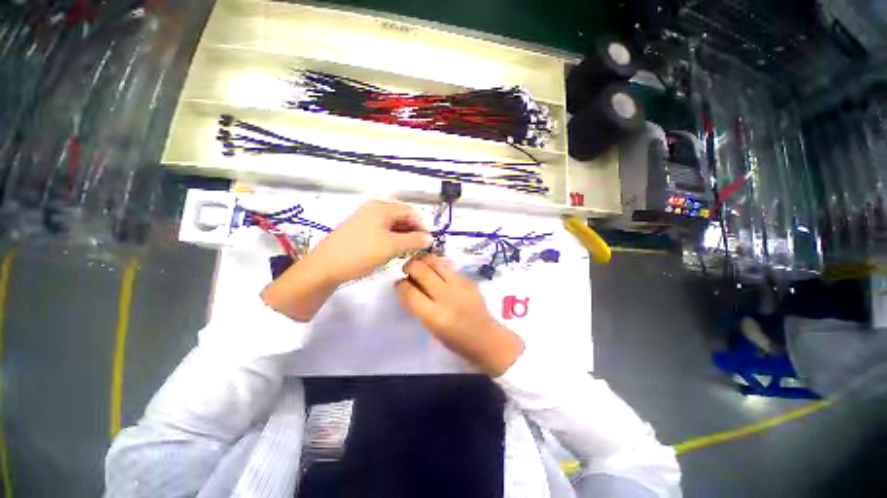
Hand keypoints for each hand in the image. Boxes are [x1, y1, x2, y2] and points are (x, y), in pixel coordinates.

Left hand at [306, 200, 432, 284]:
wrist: (325, 267)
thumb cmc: (360, 253)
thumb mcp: (391, 246)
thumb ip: (413, 240)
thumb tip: (430, 238)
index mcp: (381, 208)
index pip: (410, 212)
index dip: (422, 225)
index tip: (429, 241)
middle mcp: (373, 209)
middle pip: (401, 216)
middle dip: (413, 231)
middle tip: (420, 247)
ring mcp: (365, 219)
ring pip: (392, 225)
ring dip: (404, 235)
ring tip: (410, 250)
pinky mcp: (360, 230)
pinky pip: (382, 231)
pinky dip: (392, 239)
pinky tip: (395, 250)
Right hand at [395, 255, 523, 375]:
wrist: (485, 337)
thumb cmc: (455, 339)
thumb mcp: (431, 327)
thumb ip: (418, 306)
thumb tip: (406, 286)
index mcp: (434, 316)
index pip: (410, 292)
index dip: (400, 285)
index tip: (398, 283)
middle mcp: (447, 297)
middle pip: (422, 271)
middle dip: (410, 266)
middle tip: (407, 269)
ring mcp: (460, 286)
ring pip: (436, 262)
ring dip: (424, 260)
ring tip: (420, 264)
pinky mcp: (469, 280)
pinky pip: (449, 267)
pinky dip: (438, 266)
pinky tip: (437, 270)